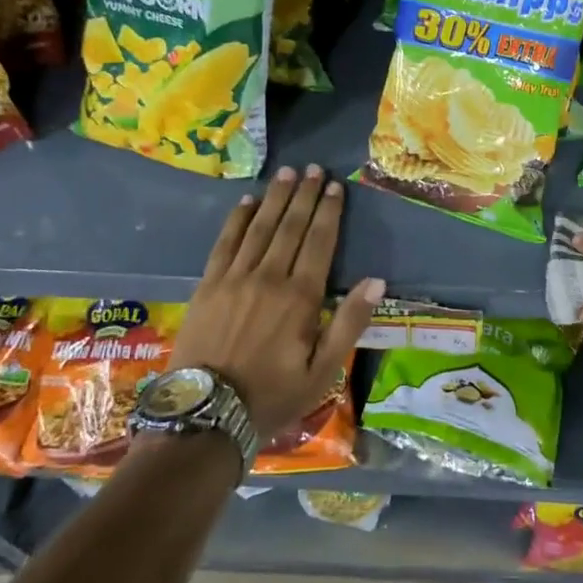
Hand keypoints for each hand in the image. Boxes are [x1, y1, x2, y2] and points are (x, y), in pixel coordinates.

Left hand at [173, 165, 384, 441]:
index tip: (335, 186)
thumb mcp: (323, 371)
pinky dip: (237, 219)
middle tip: (314, 168)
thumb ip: (349, 323)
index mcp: (300, 297)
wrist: (207, 414)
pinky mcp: (208, 285)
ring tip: (288, 173)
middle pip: (290, 226)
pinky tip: (246, 201)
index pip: (319, 242)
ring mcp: (234, 278)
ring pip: (260, 227)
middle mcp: (269, 277)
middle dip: (305, 195)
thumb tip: (376, 281)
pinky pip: (225, 242)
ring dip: (275, 198)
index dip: (329, 211)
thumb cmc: (273, 395)